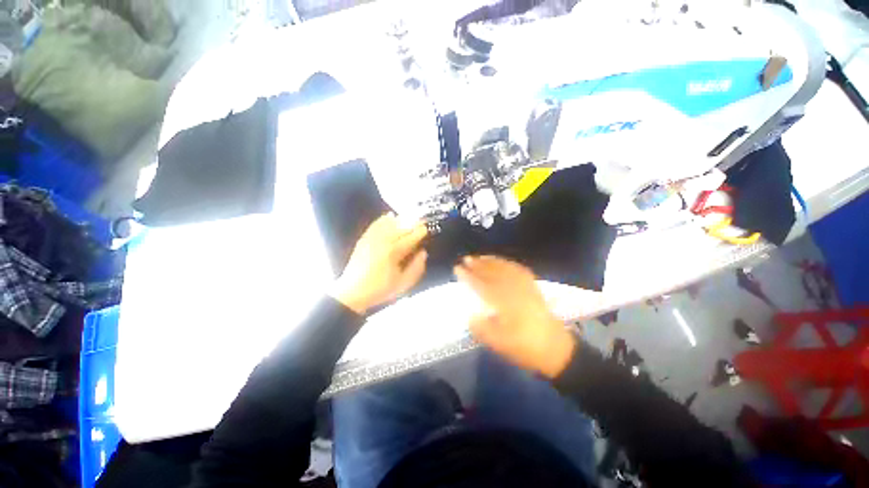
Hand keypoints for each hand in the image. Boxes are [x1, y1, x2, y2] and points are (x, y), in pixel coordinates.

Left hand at [331, 213, 427, 314]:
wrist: (353, 292)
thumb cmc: (380, 289)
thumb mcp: (403, 284)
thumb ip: (416, 268)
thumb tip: (423, 252)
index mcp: (394, 252)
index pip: (410, 237)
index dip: (420, 232)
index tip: (426, 229)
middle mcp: (383, 241)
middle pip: (401, 227)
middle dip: (412, 223)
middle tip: (421, 220)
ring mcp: (372, 239)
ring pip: (388, 224)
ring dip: (400, 219)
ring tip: (409, 216)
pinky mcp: (363, 240)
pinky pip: (375, 225)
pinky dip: (383, 219)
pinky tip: (389, 215)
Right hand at [455, 256, 575, 378]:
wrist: (555, 349)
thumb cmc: (525, 347)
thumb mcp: (499, 344)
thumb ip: (481, 329)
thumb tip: (470, 316)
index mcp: (503, 303)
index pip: (481, 285)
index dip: (468, 276)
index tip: (457, 268)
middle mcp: (513, 290)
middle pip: (492, 273)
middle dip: (478, 264)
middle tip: (466, 258)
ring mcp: (524, 287)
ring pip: (505, 268)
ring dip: (491, 261)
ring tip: (480, 257)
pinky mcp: (533, 287)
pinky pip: (518, 270)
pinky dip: (508, 263)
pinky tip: (502, 262)